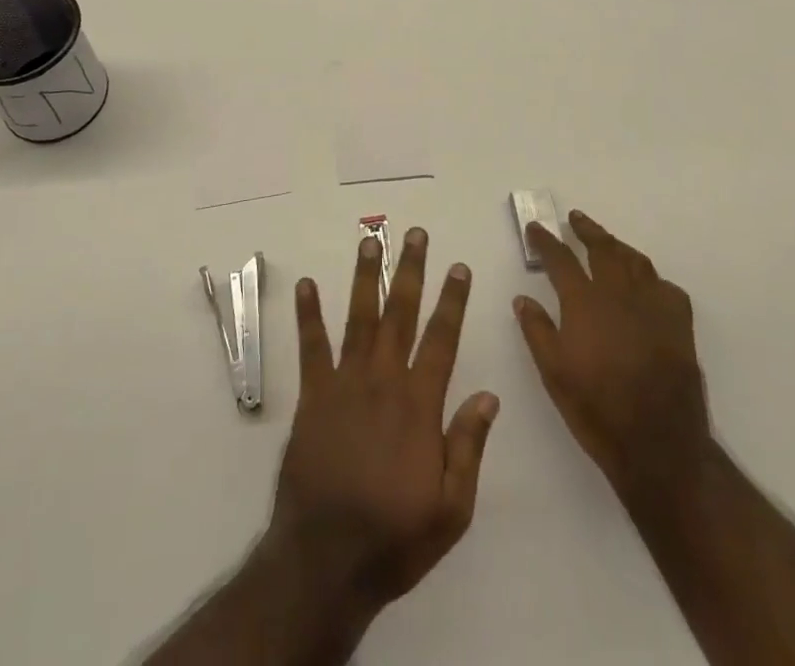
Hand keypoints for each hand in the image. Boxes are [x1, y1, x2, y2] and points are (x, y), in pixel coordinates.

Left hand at [268, 228, 499, 614]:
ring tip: (370, 241)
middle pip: (400, 314)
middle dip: (410, 271)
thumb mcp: (451, 509)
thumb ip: (468, 447)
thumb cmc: (394, 537)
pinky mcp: (313, 396)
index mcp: (418, 405)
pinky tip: (306, 284)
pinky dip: (309, 314)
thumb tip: (488, 395)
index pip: (441, 340)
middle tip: (415, 234)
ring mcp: (344, 384)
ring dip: (366, 277)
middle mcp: (382, 381)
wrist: (325, 561)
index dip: (452, 301)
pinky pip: (311, 347)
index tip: (458, 267)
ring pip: (359, 318)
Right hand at [515, 211, 710, 498]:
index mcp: (585, 303)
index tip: (537, 228)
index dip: (546, 241)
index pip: (561, 259)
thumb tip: (523, 298)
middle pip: (603, 248)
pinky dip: (651, 278)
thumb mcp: (554, 374)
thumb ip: (537, 331)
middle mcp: (619, 294)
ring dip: (618, 246)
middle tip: (575, 219)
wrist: (660, 445)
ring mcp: (653, 306)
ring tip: (608, 241)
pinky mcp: (679, 324)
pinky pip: (665, 287)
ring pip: (635, 261)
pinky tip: (646, 284)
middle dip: (586, 230)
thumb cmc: (597, 410)